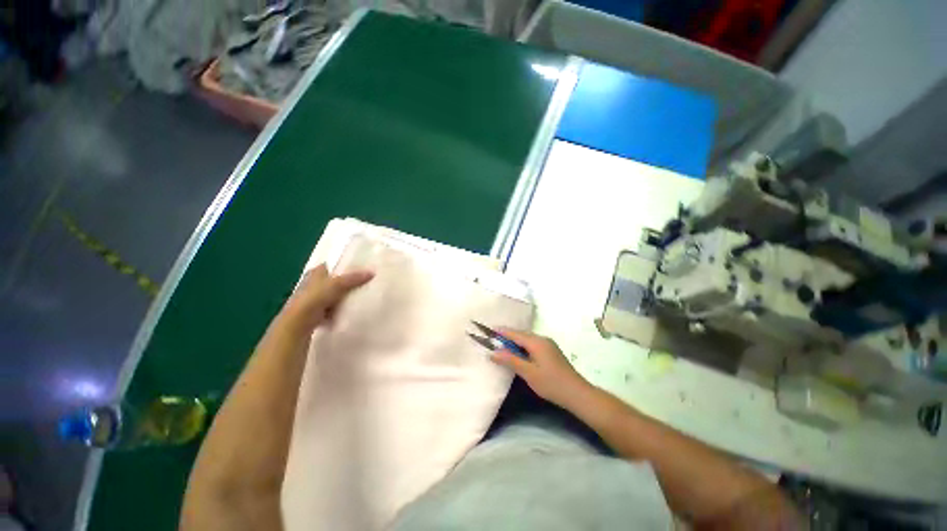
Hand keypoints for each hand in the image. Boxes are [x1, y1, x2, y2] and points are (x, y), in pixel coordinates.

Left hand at [278, 264, 372, 331]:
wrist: (299, 321)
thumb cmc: (315, 298)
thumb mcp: (337, 284)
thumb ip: (353, 278)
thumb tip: (372, 272)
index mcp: (315, 273)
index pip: (330, 265)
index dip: (342, 266)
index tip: (358, 268)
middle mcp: (312, 283)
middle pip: (333, 281)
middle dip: (345, 283)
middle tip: (363, 283)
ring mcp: (313, 298)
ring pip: (332, 295)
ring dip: (342, 297)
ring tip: (359, 297)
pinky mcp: (316, 311)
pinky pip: (331, 308)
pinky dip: (338, 309)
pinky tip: (348, 311)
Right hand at [490, 329, 592, 410]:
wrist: (577, 393)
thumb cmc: (551, 383)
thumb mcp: (528, 372)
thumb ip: (510, 360)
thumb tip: (493, 352)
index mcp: (536, 342)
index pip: (515, 333)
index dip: (502, 332)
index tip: (490, 329)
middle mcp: (543, 339)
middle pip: (522, 335)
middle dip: (508, 337)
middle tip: (494, 340)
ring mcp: (549, 345)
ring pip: (528, 340)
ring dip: (516, 343)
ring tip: (504, 347)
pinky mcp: (551, 352)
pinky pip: (533, 345)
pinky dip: (524, 347)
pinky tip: (519, 355)